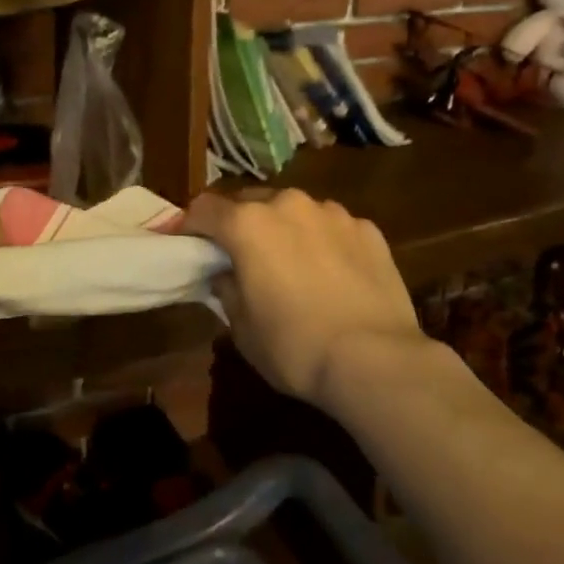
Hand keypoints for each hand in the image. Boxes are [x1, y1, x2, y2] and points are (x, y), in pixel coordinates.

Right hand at [185, 190, 426, 411]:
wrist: (376, 360)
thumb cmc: (295, 347)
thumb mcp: (243, 329)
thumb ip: (227, 289)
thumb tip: (226, 274)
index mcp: (248, 224)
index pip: (204, 208)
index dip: (190, 225)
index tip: (187, 243)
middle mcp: (288, 204)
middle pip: (250, 202)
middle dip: (240, 224)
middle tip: (241, 256)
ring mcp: (332, 212)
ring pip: (294, 211)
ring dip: (285, 229)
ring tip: (292, 264)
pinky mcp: (367, 228)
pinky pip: (332, 227)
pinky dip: (324, 241)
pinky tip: (333, 274)